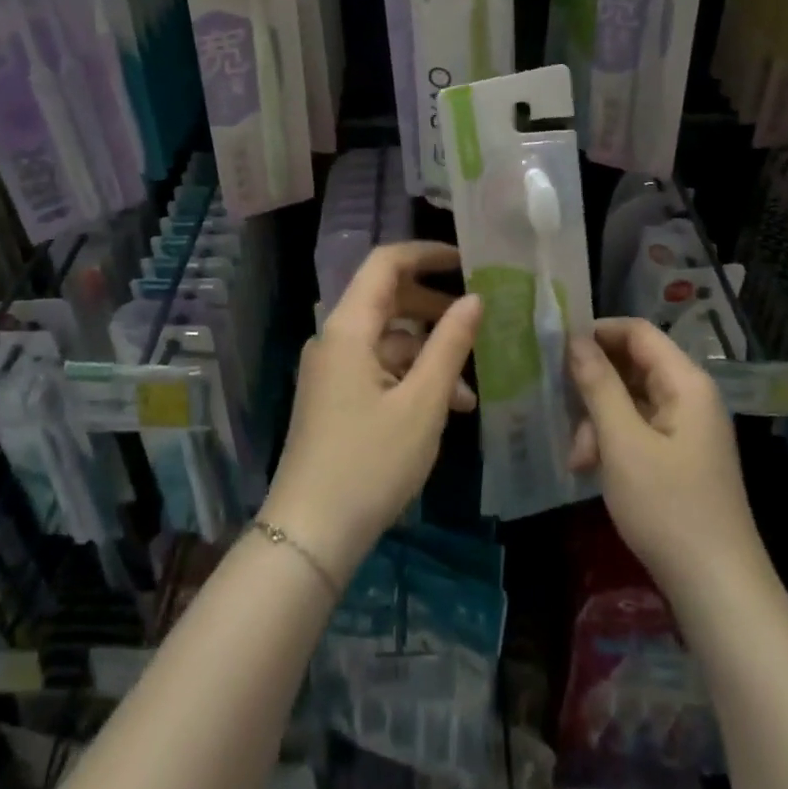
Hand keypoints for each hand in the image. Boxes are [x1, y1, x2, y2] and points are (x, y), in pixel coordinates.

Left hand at [260, 242, 479, 584]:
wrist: (309, 535)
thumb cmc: (370, 463)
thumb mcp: (422, 403)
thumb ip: (450, 345)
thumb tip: (474, 298)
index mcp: (348, 327)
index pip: (386, 263)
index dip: (426, 253)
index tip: (467, 260)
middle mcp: (334, 338)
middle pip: (387, 299)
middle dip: (434, 307)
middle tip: (478, 318)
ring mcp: (331, 369)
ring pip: (387, 338)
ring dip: (428, 353)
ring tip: (471, 388)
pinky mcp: (334, 396)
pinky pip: (377, 368)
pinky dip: (410, 378)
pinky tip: (444, 409)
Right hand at [567, 317, 764, 600]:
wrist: (718, 591)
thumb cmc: (669, 508)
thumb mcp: (622, 442)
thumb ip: (598, 385)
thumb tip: (575, 339)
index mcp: (686, 383)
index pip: (637, 332)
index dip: (597, 332)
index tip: (557, 348)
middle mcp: (690, 398)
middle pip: (632, 366)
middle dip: (593, 386)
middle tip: (561, 407)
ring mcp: (686, 429)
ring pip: (630, 400)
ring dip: (598, 421)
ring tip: (578, 457)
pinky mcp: (680, 457)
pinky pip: (638, 429)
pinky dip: (613, 442)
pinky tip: (591, 470)